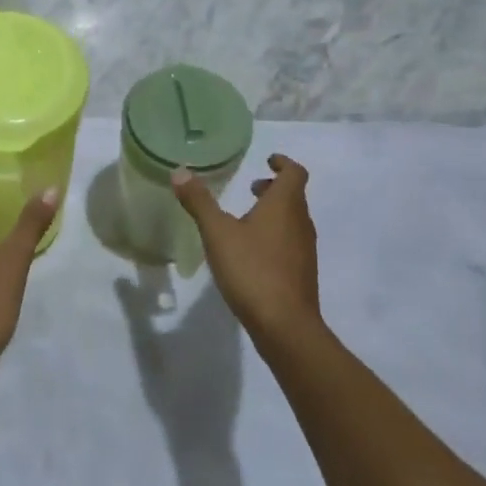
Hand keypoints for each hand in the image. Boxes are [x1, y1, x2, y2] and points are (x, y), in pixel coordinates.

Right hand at [172, 155, 319, 349]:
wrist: (285, 326)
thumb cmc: (252, 270)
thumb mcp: (218, 233)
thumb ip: (199, 202)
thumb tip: (180, 172)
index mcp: (285, 205)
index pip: (295, 172)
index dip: (283, 162)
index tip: (267, 160)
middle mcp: (300, 223)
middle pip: (294, 196)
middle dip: (274, 188)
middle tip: (251, 188)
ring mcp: (304, 250)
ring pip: (293, 220)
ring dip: (274, 213)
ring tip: (246, 220)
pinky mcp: (302, 274)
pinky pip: (291, 243)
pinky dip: (275, 236)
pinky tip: (252, 253)